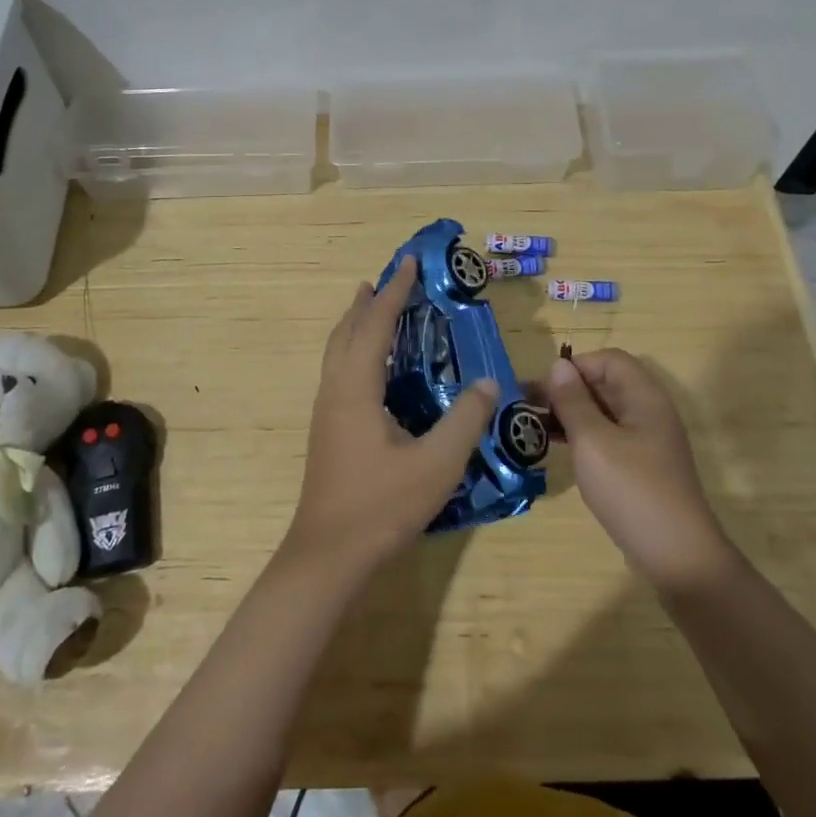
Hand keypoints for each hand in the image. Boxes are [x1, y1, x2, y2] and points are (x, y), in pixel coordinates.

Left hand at [283, 257, 497, 578]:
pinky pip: (340, 370)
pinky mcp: (327, 429)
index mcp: (357, 387)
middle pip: (347, 330)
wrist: (329, 555)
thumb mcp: (436, 464)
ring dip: (357, 324)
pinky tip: (374, 368)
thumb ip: (465, 420)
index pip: (376, 324)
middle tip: (389, 279)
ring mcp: (327, 410)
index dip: (394, 291)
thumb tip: (488, 382)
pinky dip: (355, 349)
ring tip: (376, 309)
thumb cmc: (381, 505)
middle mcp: (335, 390)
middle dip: (368, 301)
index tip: (408, 261)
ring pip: (338, 351)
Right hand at [545, 350, 730, 596]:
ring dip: (570, 414)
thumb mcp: (594, 442)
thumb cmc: (632, 490)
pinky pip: (607, 437)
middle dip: (567, 390)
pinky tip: (558, 448)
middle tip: (528, 406)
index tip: (543, 387)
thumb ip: (574, 401)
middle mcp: (649, 413)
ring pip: (603, 412)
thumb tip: (558, 366)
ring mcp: (646, 442)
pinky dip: (582, 436)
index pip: (609, 360)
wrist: (677, 557)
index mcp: (645, 398)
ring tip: (535, 426)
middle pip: (605, 384)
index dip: (575, 366)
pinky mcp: (640, 467)